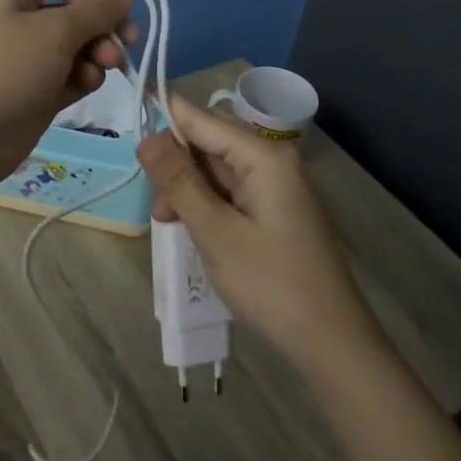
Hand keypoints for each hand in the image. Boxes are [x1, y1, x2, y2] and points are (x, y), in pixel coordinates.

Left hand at [0, 0, 137, 195]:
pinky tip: (87, 86)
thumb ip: (97, 9)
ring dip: (97, 54)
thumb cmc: (5, 69)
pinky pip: (69, 76)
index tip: (108, 11)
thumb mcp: (56, 31)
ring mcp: (28, 60)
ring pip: (76, 46)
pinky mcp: (35, 94)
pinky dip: (83, 78)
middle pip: (73, 11)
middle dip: (102, 25)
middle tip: (124, 46)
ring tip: (105, 69)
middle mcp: (21, 21)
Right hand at [137, 94, 377, 370]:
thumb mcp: (215, 231)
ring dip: (188, 190)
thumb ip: (179, 181)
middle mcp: (272, 160)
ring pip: (216, 170)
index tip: (130, 142)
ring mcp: (275, 186)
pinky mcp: (274, 210)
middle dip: (176, 167)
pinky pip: (230, 192)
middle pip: (209, 142)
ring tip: (170, 225)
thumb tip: (145, 137)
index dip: (163, 122)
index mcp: (262, 155)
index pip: (201, 118)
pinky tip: (193, 229)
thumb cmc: (270, 283)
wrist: (331, 341)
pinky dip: (207, 206)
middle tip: (158, 209)